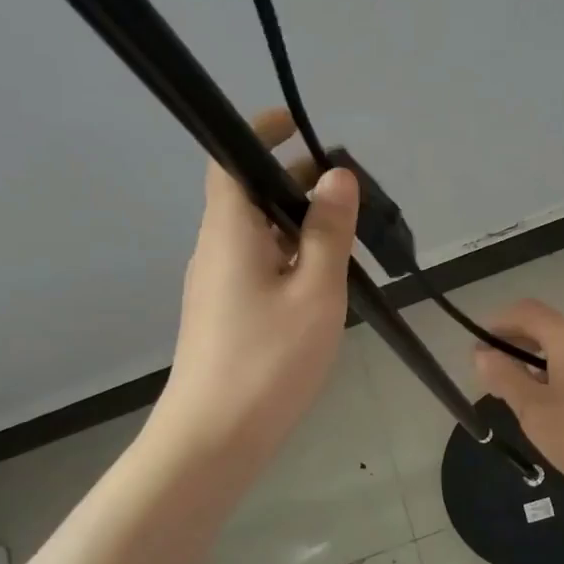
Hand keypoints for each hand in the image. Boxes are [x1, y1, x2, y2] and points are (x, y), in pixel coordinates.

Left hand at [149, 107, 358, 478]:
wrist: (215, 437)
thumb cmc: (268, 358)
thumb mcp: (315, 290)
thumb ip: (328, 230)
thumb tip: (336, 176)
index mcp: (229, 231)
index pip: (229, 159)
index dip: (258, 133)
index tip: (298, 126)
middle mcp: (215, 248)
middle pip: (248, 194)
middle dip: (294, 180)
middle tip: (348, 190)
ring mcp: (217, 283)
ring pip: (258, 233)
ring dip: (297, 222)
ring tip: (347, 234)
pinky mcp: (226, 312)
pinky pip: (259, 264)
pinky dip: (290, 254)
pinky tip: (323, 280)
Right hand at [470, 300, 563, 518]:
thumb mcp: (535, 412)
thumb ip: (505, 377)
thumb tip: (482, 354)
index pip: (526, 311)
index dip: (497, 323)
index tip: (477, 347)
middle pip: (548, 327)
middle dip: (516, 345)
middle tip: (492, 376)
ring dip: (539, 362)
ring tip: (519, 394)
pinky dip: (562, 372)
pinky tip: (554, 403)